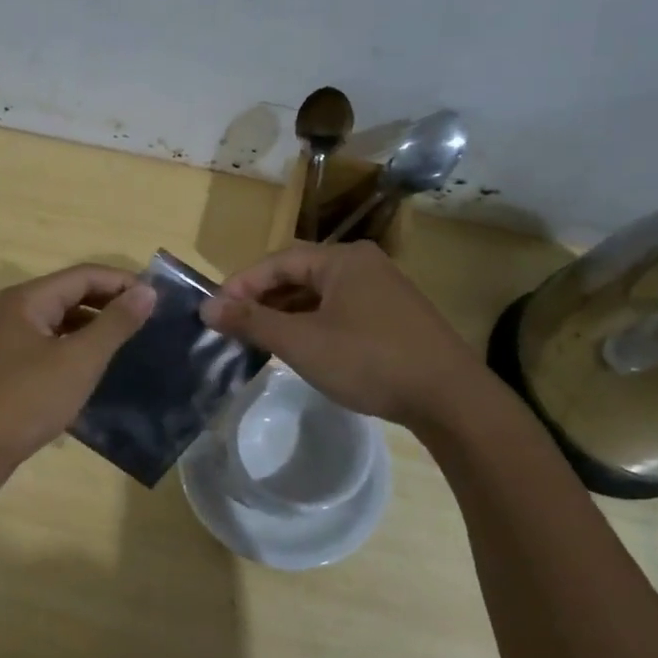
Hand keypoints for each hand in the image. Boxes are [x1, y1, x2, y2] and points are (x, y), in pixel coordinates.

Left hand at [0, 264, 156, 485]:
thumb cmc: (26, 400)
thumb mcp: (79, 360)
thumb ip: (114, 324)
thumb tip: (148, 291)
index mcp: (28, 299)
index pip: (84, 275)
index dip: (123, 282)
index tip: (160, 299)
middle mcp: (16, 311)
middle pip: (72, 294)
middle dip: (111, 303)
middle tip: (151, 320)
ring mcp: (10, 340)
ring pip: (62, 321)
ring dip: (95, 327)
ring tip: (132, 342)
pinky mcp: (11, 367)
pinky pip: (52, 345)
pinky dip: (77, 349)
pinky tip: (99, 367)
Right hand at [201, 242, 481, 427]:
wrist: (450, 398)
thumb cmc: (369, 361)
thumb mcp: (302, 342)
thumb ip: (252, 322)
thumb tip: (207, 308)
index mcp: (342, 259)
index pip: (277, 261)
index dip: (241, 285)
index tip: (214, 312)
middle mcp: (363, 264)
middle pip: (298, 275)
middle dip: (263, 300)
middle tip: (233, 327)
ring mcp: (383, 290)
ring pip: (320, 295)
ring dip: (287, 314)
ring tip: (259, 340)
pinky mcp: (394, 317)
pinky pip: (340, 310)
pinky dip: (313, 324)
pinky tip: (301, 348)